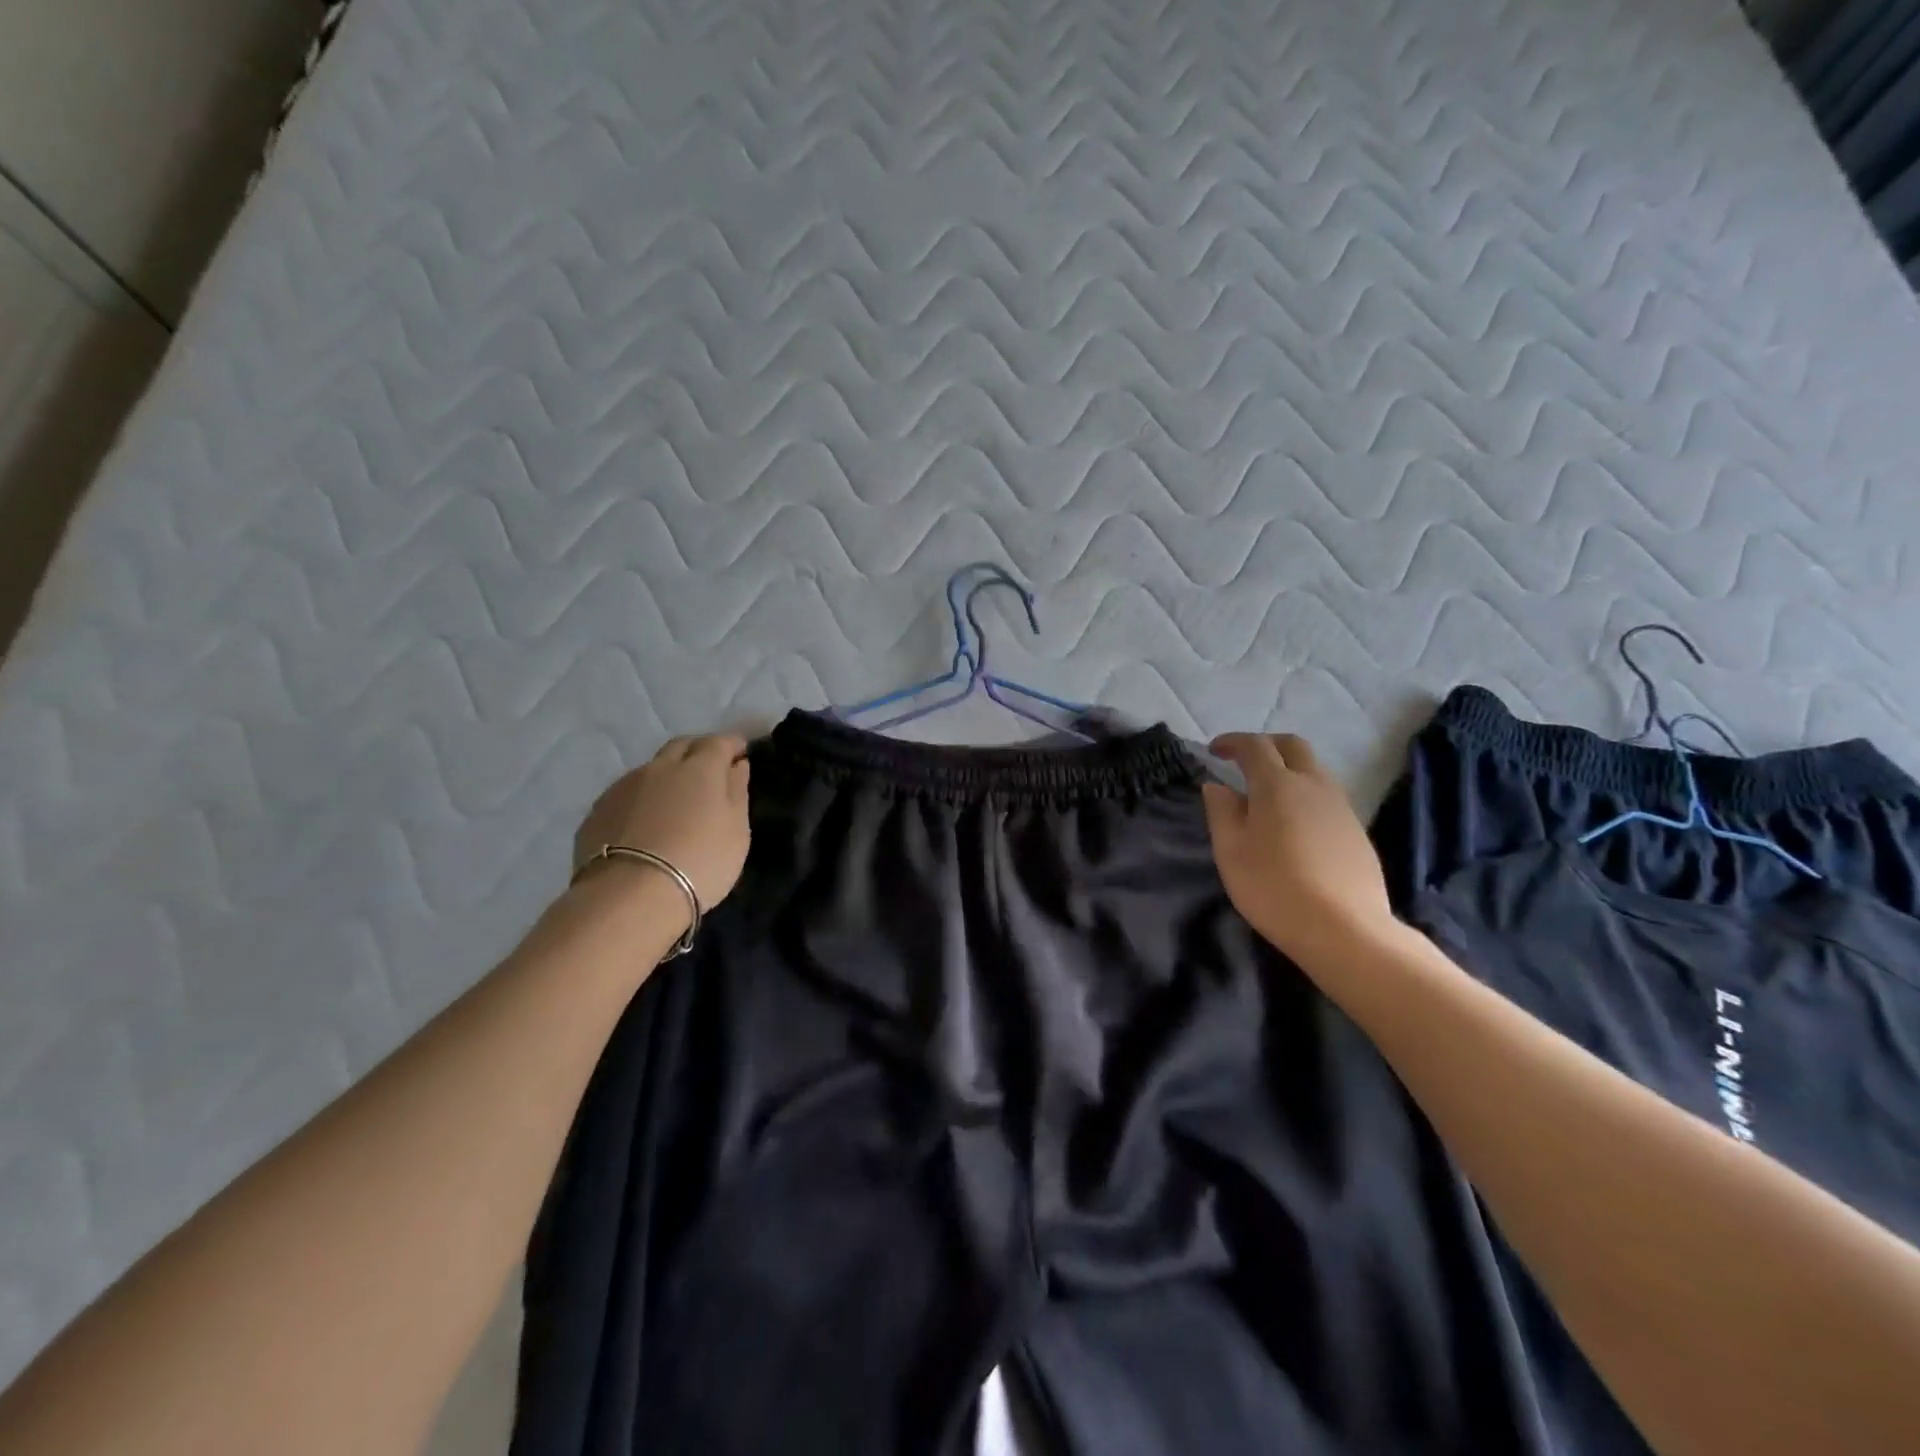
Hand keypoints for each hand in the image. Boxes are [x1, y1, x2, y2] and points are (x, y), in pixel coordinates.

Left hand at [574, 734, 751, 918]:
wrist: (630, 896)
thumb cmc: (701, 861)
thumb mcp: (737, 831)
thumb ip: (738, 792)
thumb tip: (737, 765)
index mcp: (700, 767)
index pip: (720, 742)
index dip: (733, 745)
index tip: (742, 753)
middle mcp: (661, 766)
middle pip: (682, 746)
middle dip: (699, 751)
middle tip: (710, 772)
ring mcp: (624, 785)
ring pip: (652, 769)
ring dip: (668, 776)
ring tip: (676, 802)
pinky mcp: (598, 809)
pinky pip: (628, 793)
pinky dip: (643, 798)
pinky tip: (646, 822)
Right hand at [1202, 733, 1393, 964]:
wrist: (1344, 929)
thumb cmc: (1273, 886)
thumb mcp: (1230, 851)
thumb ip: (1221, 812)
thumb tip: (1217, 786)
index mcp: (1277, 784)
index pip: (1254, 746)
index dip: (1232, 742)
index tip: (1214, 751)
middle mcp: (1313, 785)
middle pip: (1293, 746)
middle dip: (1266, 745)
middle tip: (1244, 761)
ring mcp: (1340, 807)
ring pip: (1314, 770)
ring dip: (1289, 770)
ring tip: (1267, 795)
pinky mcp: (1356, 831)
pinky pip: (1327, 797)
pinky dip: (1305, 795)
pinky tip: (1294, 825)